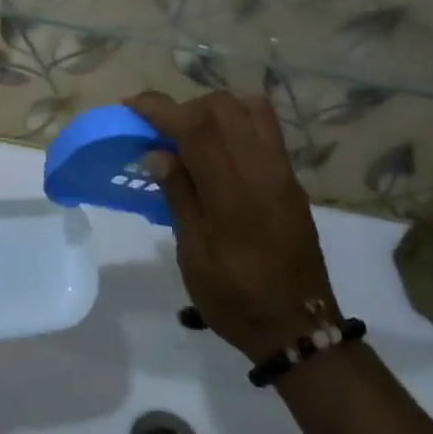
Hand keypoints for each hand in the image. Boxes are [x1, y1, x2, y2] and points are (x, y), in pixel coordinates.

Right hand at [128, 91, 337, 363]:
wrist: (299, 328)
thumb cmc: (236, 297)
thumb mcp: (194, 255)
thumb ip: (178, 196)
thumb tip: (157, 152)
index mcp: (232, 193)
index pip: (196, 127)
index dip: (161, 108)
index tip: (133, 105)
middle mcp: (261, 171)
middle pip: (222, 106)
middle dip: (186, 107)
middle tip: (165, 132)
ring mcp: (282, 171)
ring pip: (249, 107)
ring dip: (216, 109)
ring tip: (195, 135)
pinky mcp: (293, 178)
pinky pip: (266, 127)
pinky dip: (238, 121)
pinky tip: (222, 149)